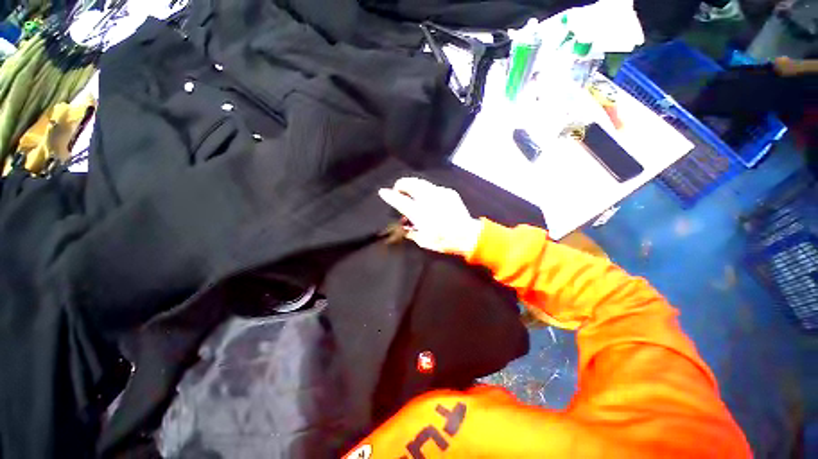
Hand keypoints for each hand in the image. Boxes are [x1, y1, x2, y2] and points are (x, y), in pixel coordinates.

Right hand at [378, 177, 481, 256]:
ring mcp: (440, 193)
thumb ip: (410, 231)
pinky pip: (433, 187)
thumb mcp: (423, 241)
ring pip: (421, 182)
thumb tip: (404, 225)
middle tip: (398, 191)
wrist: (468, 235)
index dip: (390, 196)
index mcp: (420, 213)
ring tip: (411, 193)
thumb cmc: (443, 241)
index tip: (382, 192)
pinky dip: (426, 190)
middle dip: (401, 184)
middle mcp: (428, 199)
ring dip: (413, 185)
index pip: (401, 201)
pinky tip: (428, 199)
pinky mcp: (448, 192)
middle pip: (410, 183)